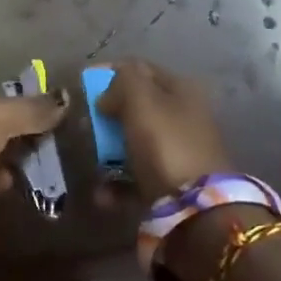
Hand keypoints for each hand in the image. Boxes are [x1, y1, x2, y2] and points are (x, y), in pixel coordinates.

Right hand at [96, 58, 233, 202]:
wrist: (197, 211)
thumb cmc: (166, 144)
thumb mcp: (141, 99)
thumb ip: (121, 82)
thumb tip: (108, 95)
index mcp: (181, 90)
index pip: (141, 69)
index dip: (111, 72)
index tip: (83, 82)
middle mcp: (183, 117)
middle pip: (136, 108)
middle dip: (107, 117)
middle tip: (84, 126)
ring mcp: (178, 153)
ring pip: (133, 144)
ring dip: (108, 154)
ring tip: (93, 164)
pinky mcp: (171, 187)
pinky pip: (136, 178)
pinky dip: (117, 185)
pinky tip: (102, 195)